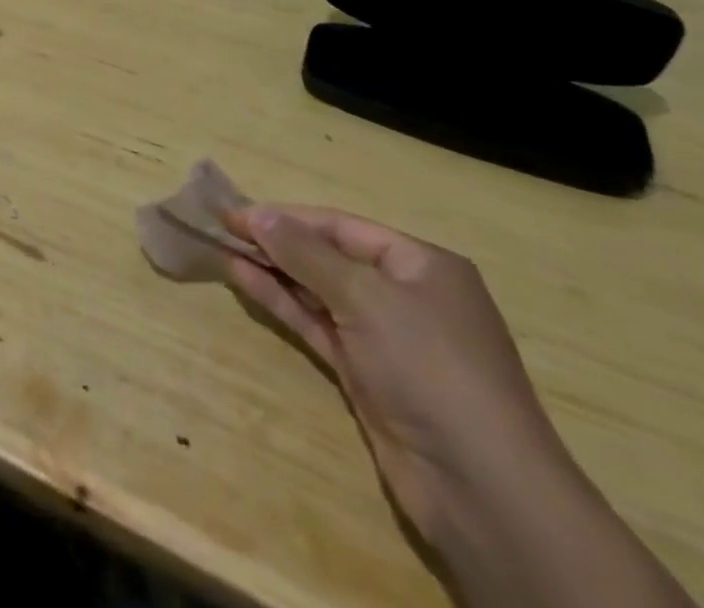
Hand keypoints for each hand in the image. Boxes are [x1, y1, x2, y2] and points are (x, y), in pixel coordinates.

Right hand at [223, 205, 568, 542]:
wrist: (482, 490)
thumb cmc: (431, 368)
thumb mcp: (366, 298)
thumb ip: (306, 253)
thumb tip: (256, 213)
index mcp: (422, 265)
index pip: (342, 226)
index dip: (287, 216)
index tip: (235, 211)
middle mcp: (405, 295)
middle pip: (329, 256)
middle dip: (277, 241)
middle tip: (221, 228)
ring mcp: (385, 337)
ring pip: (317, 290)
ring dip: (273, 270)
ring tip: (222, 249)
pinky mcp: (366, 373)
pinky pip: (316, 324)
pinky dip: (282, 302)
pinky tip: (244, 280)